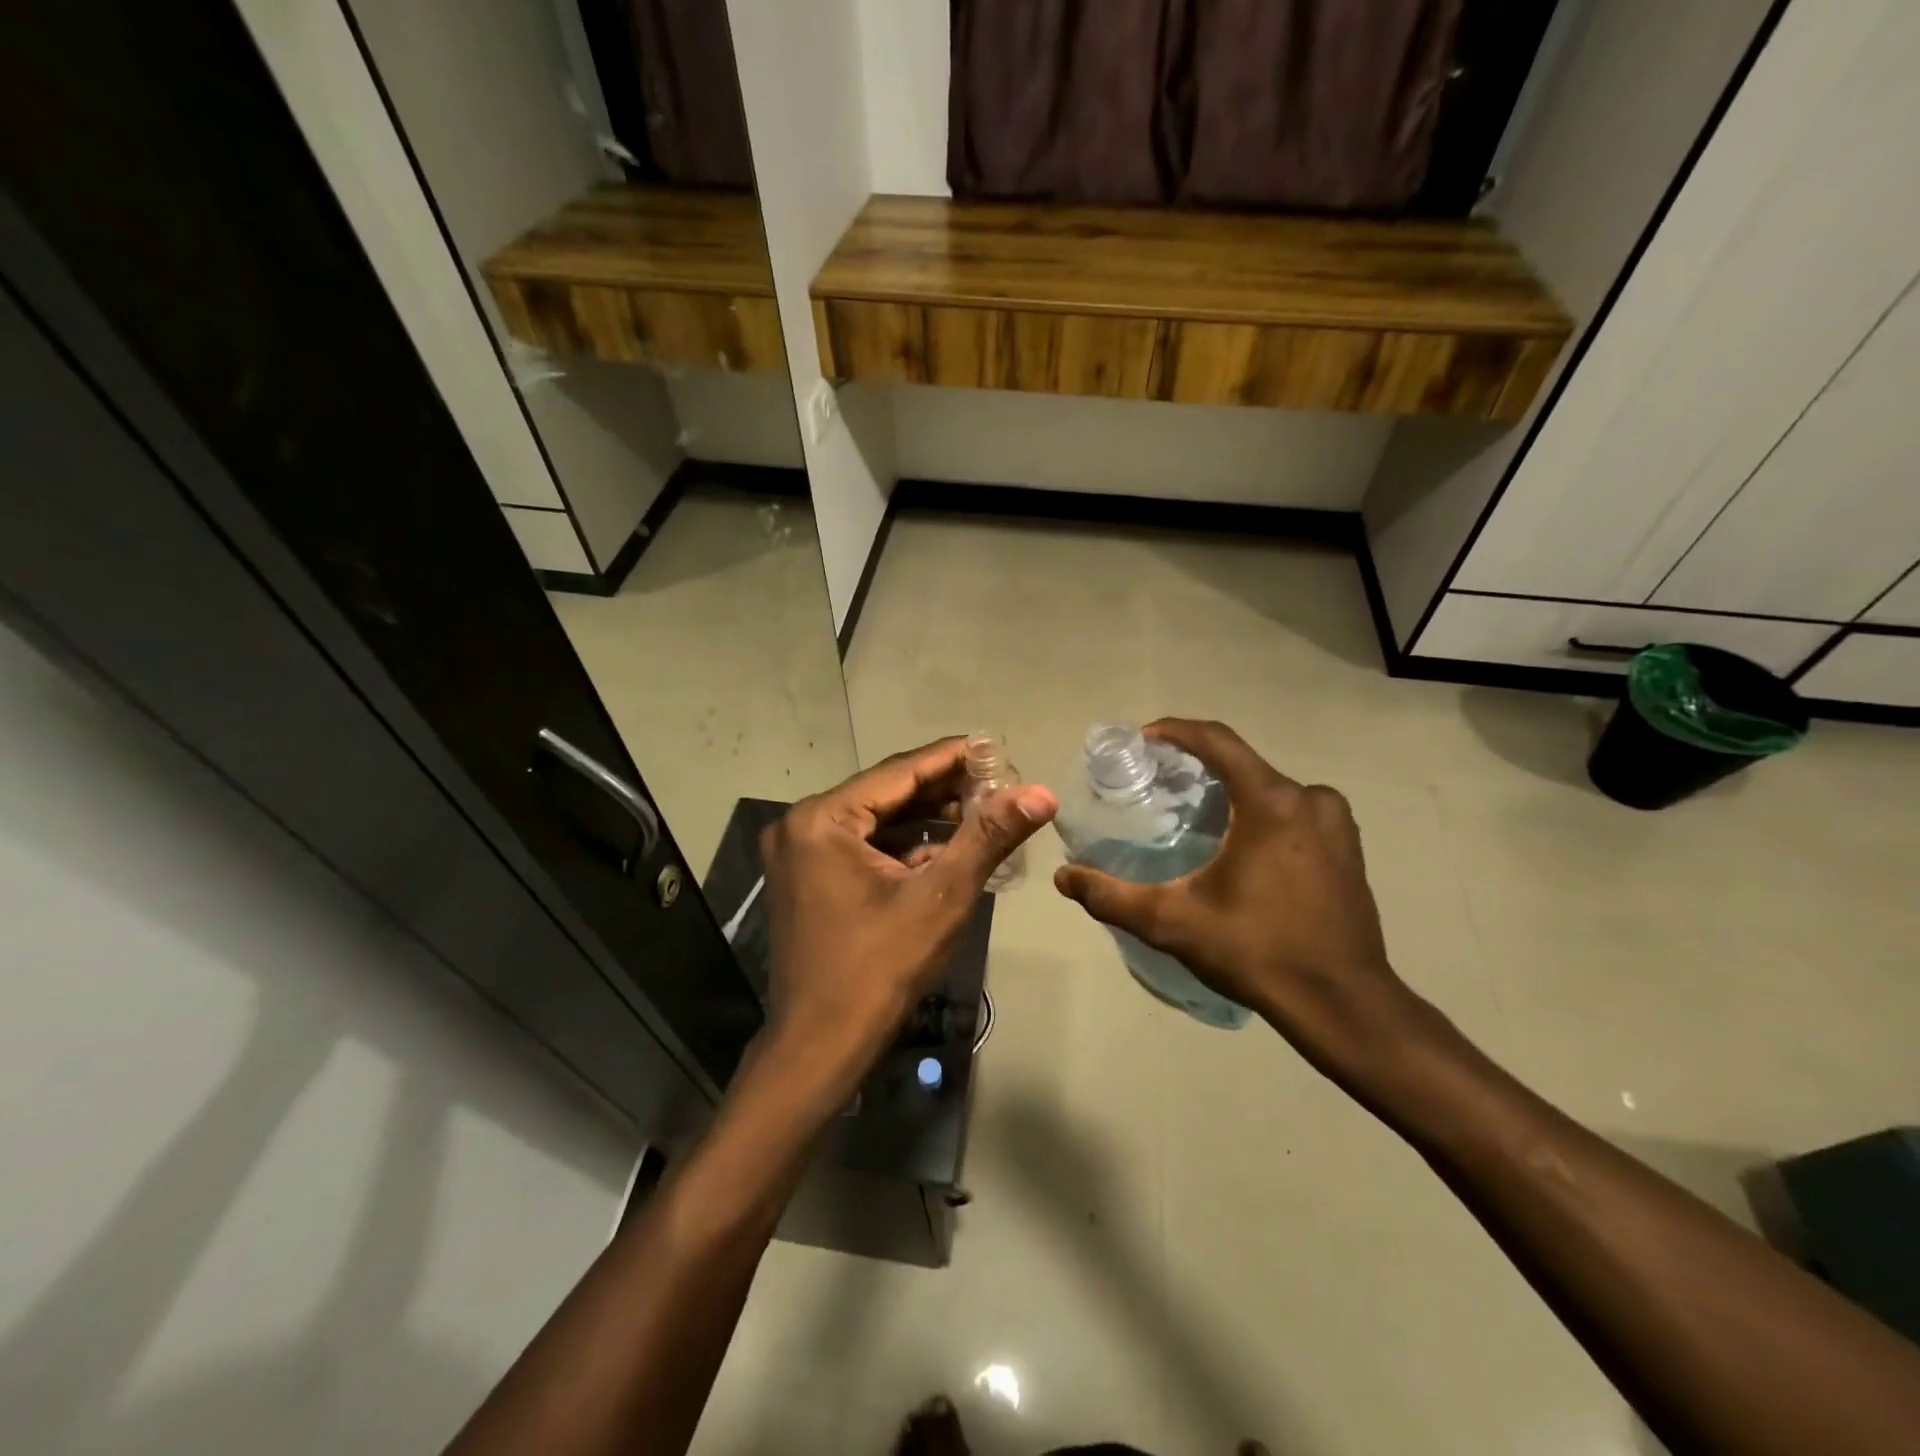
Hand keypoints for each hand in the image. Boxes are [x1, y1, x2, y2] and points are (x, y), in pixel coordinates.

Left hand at [759, 738, 1056, 1086]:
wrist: (820, 1048)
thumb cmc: (879, 969)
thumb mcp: (941, 897)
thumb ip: (988, 836)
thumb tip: (1041, 792)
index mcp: (822, 819)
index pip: (899, 771)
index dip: (953, 757)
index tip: (996, 747)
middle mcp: (802, 825)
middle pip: (887, 793)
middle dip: (944, 790)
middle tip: (998, 784)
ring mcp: (800, 853)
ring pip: (877, 821)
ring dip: (928, 819)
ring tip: (983, 812)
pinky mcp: (808, 878)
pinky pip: (864, 847)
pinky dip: (904, 847)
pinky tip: (947, 849)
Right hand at [1053, 719, 1428, 1082]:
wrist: (1343, 1005)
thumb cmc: (1257, 951)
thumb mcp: (1172, 922)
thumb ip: (1112, 897)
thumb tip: (1062, 878)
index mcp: (1273, 802)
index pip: (1217, 741)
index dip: (1175, 731)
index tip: (1142, 740)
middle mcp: (1310, 799)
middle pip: (1243, 763)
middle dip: (1199, 766)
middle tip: (1159, 786)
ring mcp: (1337, 823)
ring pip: (1270, 788)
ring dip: (1232, 791)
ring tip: (1195, 816)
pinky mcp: (1348, 848)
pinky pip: (1295, 811)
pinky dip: (1262, 813)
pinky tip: (1240, 845)